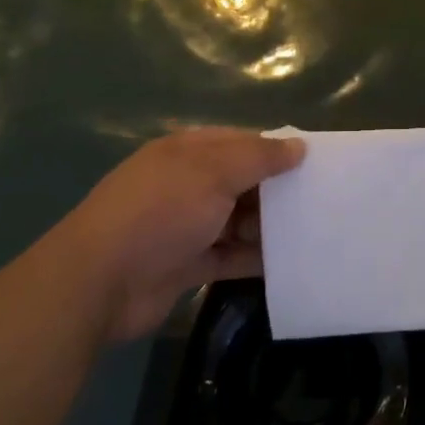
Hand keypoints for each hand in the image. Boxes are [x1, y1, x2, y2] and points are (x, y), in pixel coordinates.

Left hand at [46, 127, 304, 342]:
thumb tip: (299, 147)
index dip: (277, 150)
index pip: (242, 142)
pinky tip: (292, 261)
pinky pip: (232, 256)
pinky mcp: (189, 265)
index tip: (317, 164)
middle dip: (278, 191)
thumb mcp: (213, 172)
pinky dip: (257, 258)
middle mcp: (188, 185)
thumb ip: (259, 158)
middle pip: (243, 182)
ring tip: (316, 232)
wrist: (101, 282)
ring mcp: (187, 226)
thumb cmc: (161, 212)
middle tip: (324, 201)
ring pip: (240, 220)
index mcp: (188, 152)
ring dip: (270, 227)